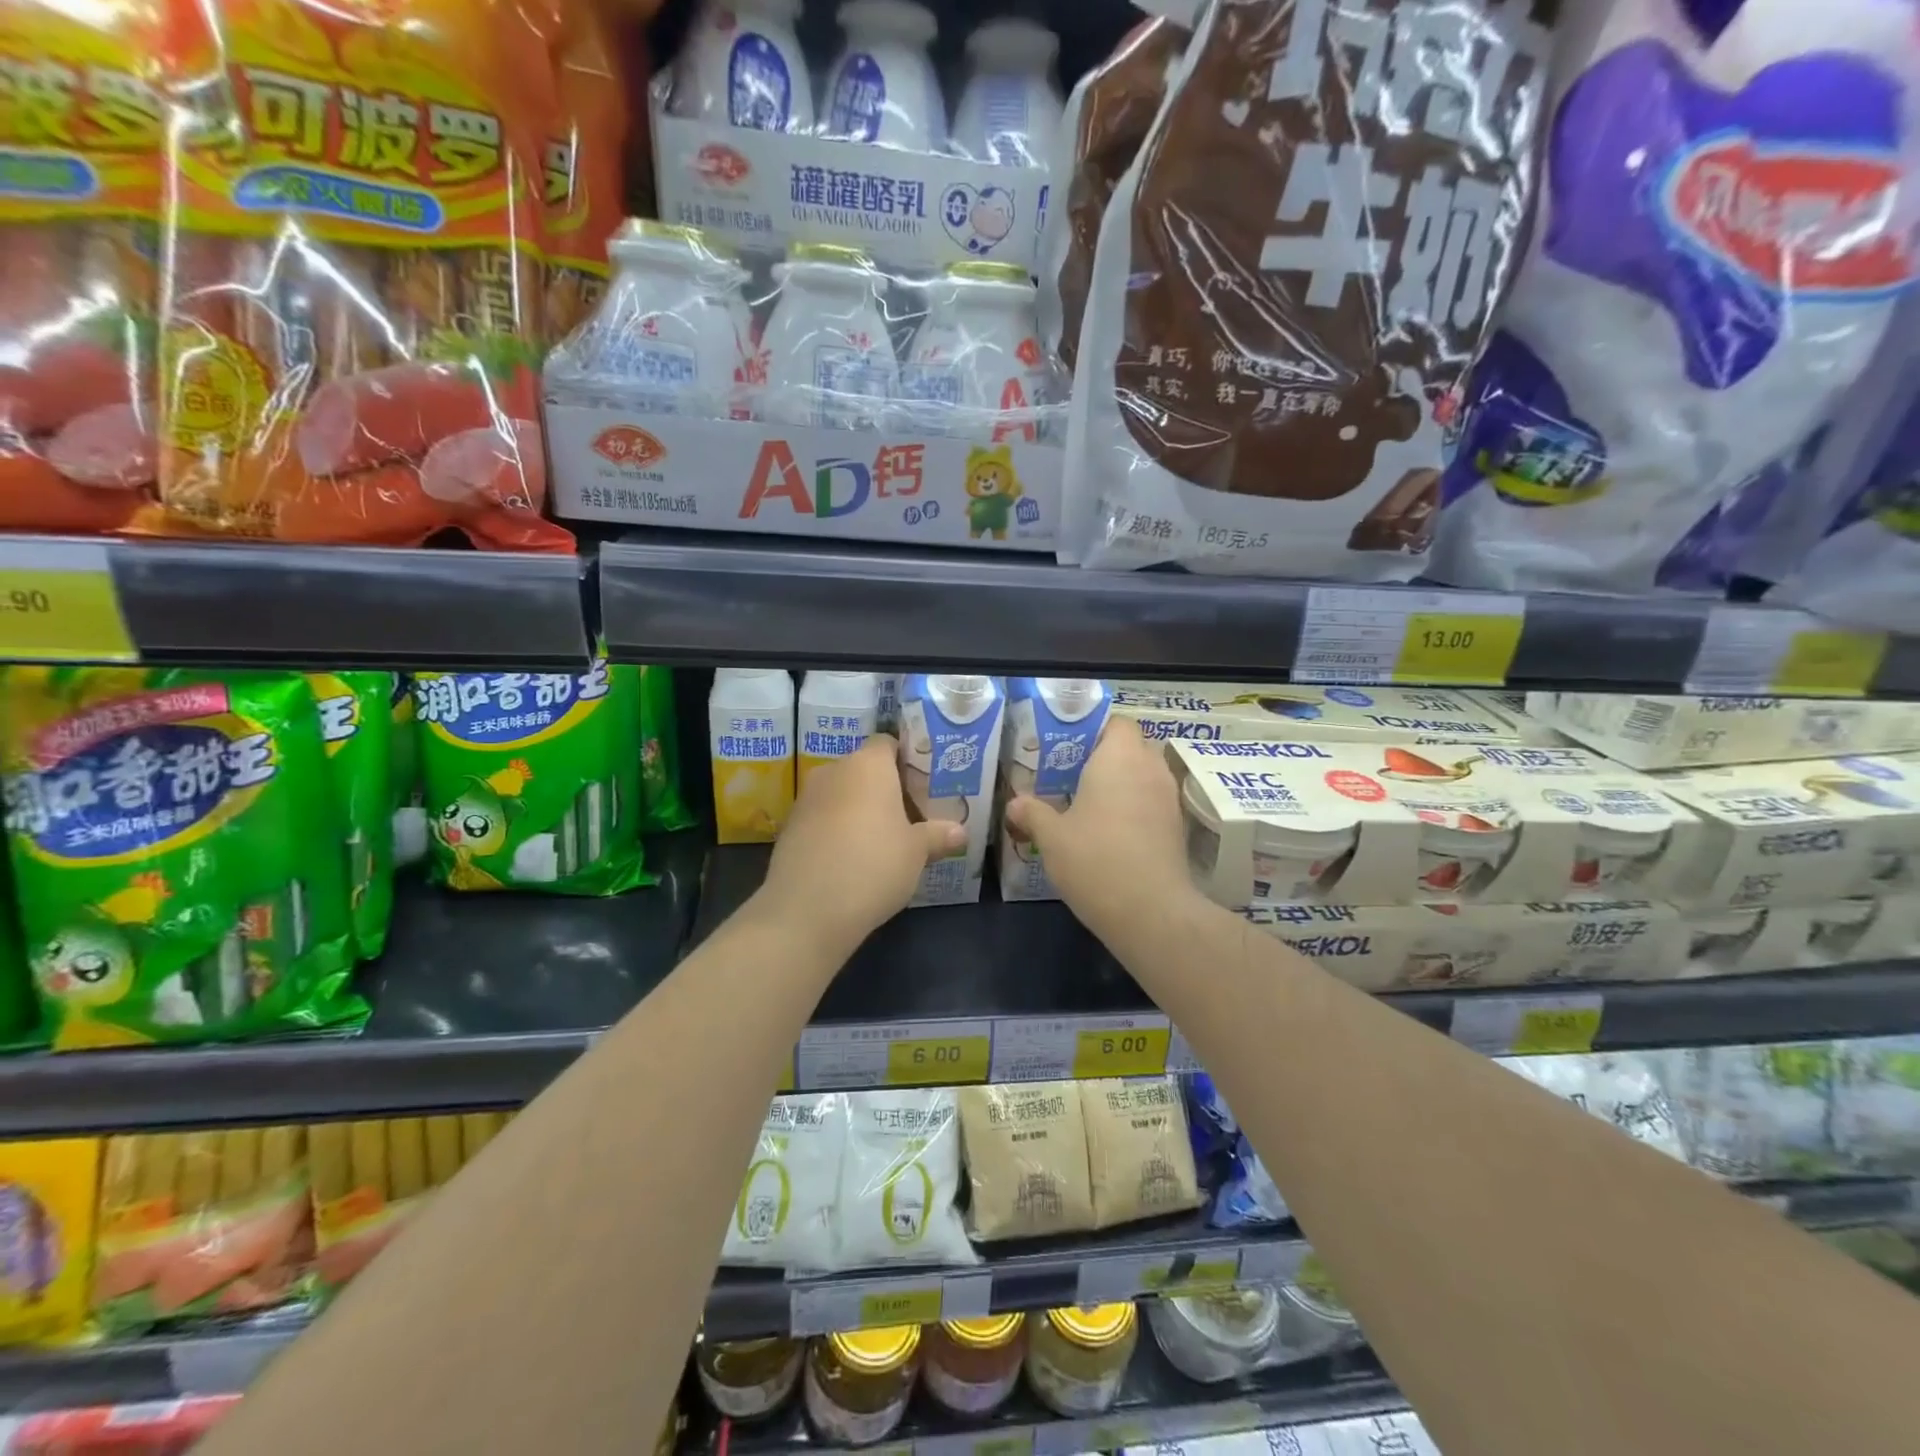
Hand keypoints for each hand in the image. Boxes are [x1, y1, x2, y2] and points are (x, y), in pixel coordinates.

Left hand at [757, 734, 964, 952]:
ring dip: (860, 810)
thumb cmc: (873, 864)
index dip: (907, 760)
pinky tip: (854, 859)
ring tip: (884, 840)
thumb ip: (938, 835)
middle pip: (864, 770)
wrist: (807, 909)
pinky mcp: (790, 828)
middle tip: (912, 816)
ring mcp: (806, 799)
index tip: (924, 785)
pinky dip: (838, 830)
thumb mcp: (917, 852)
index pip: (888, 743)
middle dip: (886, 789)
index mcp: (868, 764)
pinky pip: (823, 818)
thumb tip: (960, 831)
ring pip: (842, 794)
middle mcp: (834, 771)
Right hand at [1004, 720, 1197, 936]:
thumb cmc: (1095, 860)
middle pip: (1131, 747)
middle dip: (1105, 757)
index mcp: (1119, 758)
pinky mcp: (1177, 828)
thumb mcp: (1052, 837)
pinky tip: (1109, 832)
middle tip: (1072, 775)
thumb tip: (1014, 802)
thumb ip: (1033, 813)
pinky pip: (1152, 802)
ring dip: (1121, 784)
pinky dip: (1134, 808)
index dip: (1095, 730)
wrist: (1150, 911)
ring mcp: (1168, 799)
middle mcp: (1150, 769)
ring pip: (1144, 776)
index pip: (1117, 723)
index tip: (1069, 748)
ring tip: (1088, 804)